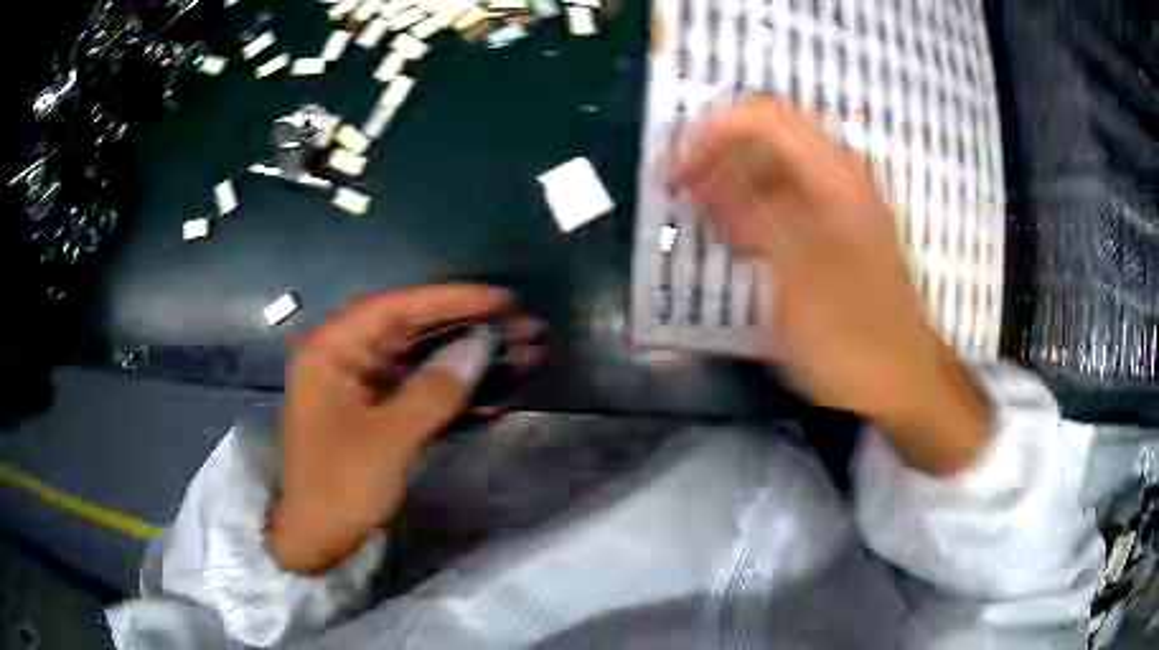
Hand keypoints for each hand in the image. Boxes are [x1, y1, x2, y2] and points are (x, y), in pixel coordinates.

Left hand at [267, 284, 524, 573]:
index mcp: (331, 350)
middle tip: (522, 327)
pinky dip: (454, 391)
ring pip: (421, 358)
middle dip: (468, 328)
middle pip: (413, 329)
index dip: (451, 299)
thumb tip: (479, 346)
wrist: (317, 541)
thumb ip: (433, 390)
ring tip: (521, 354)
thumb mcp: (387, 440)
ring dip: (468, 358)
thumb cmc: (338, 488)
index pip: (396, 307)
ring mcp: (360, 384)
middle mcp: (344, 356)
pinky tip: (494, 393)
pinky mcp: (375, 411)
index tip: (501, 300)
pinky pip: (419, 389)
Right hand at [671, 97, 988, 474]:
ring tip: (702, 210)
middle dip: (720, 151)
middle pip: (771, 135)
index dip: (715, 131)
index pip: (765, 118)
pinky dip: (756, 207)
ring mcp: (842, 205)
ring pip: (778, 167)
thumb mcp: (798, 273)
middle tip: (683, 184)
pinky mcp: (839, 232)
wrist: (899, 380)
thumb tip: (718, 174)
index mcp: (834, 178)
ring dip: (735, 179)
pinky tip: (735, 235)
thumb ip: (758, 210)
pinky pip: (789, 199)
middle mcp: (840, 178)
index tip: (680, 167)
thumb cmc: (851, 334)